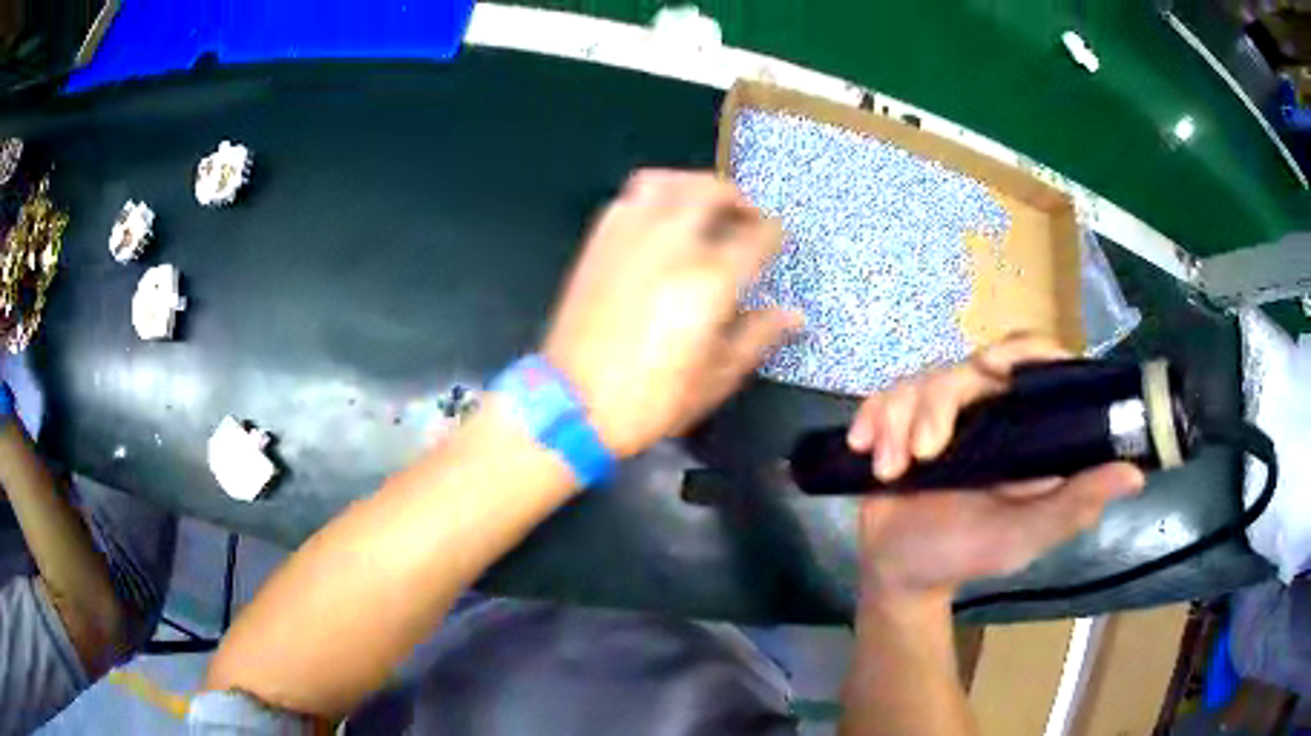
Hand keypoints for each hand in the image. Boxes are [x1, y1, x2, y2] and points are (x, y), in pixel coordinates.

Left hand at [542, 170, 799, 456]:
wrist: (572, 405)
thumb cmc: (650, 399)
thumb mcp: (717, 378)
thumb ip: (759, 336)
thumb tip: (795, 315)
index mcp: (709, 280)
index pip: (757, 235)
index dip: (774, 234)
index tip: (777, 241)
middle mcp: (671, 244)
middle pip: (712, 191)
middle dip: (738, 198)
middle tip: (747, 215)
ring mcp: (630, 237)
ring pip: (668, 182)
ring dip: (694, 185)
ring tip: (706, 206)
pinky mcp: (599, 242)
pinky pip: (630, 199)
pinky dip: (654, 197)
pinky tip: (661, 219)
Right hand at [846, 335, 1145, 600]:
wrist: (903, 573)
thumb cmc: (969, 553)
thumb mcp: (1026, 535)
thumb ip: (1073, 505)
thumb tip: (1134, 474)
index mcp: (1020, 426)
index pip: (1031, 360)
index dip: (1020, 352)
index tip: (996, 371)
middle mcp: (983, 409)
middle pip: (963, 368)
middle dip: (937, 405)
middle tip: (923, 454)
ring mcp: (937, 414)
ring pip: (918, 381)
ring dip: (898, 422)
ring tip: (891, 470)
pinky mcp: (897, 423)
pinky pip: (882, 399)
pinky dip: (871, 420)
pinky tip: (864, 449)